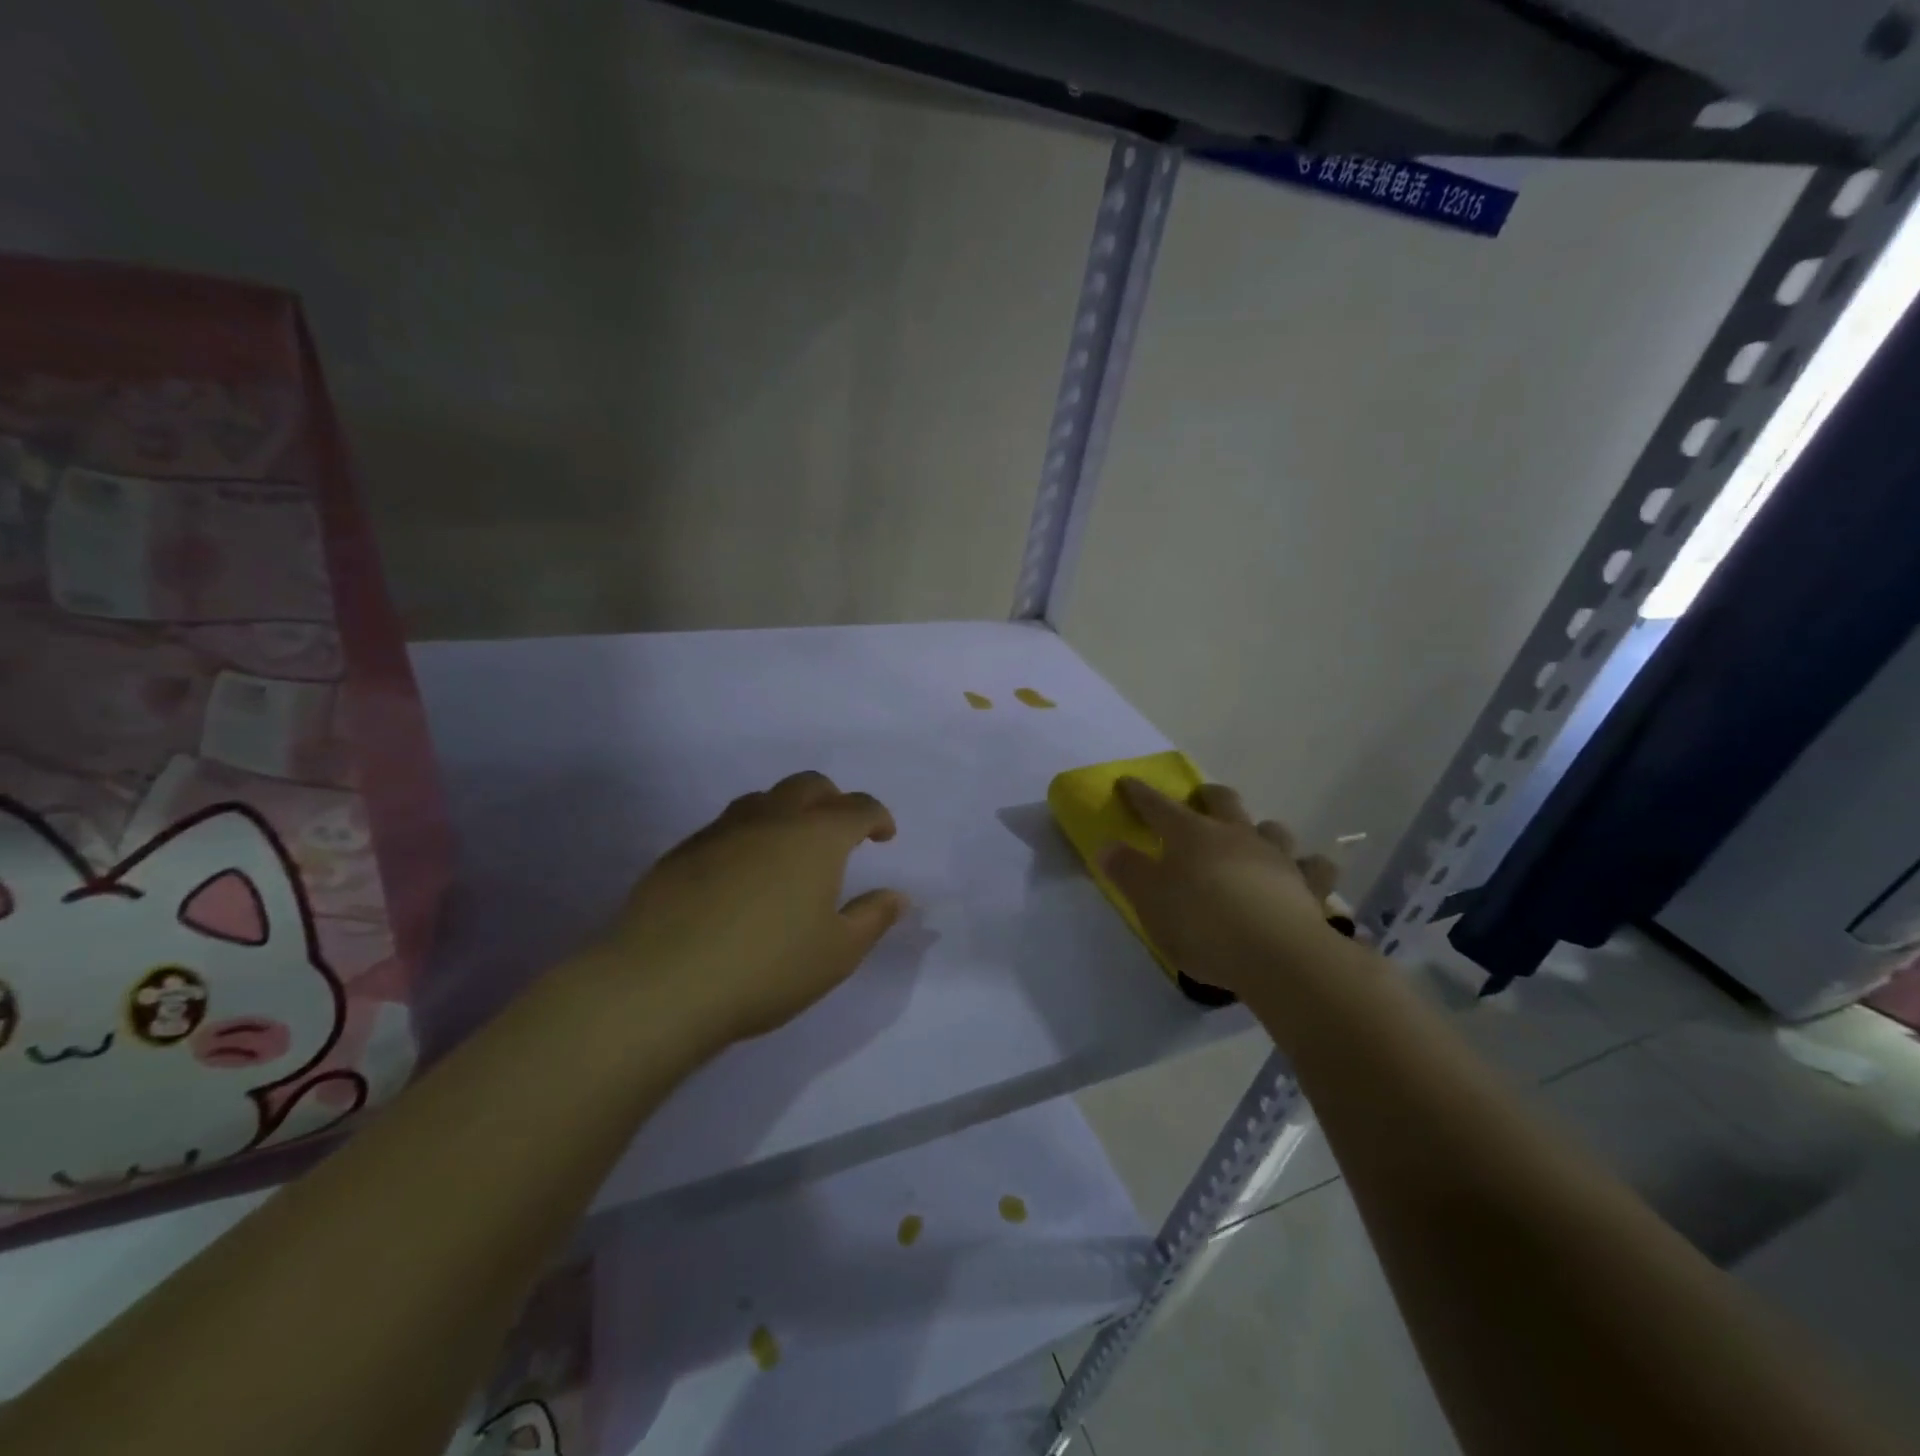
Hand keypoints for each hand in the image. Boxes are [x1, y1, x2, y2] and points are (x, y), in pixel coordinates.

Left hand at [587, 771, 906, 1051]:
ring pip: (763, 799)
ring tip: (789, 847)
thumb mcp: (837, 953)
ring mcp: (721, 831)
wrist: (663, 984)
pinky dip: (747, 835)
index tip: (884, 836)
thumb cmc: (767, 968)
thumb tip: (897, 895)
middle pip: (809, 785)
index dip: (878, 817)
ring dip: (786, 811)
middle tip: (840, 830)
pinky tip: (741, 873)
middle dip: (833, 800)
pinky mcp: (682, 852)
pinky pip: (725, 827)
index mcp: (816, 837)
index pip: (858, 807)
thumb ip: (872, 918)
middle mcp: (771, 819)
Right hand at [1103, 778, 1341, 999]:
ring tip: (1256, 838)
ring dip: (1261, 829)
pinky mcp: (1309, 887)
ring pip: (1272, 828)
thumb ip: (1127, 871)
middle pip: (1223, 801)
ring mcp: (1278, 858)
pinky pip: (1315, 870)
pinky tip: (1307, 876)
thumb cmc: (1202, 924)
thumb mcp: (1149, 901)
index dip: (1140, 794)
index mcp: (1191, 835)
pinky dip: (1309, 869)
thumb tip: (1107, 846)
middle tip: (1201, 798)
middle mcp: (1235, 835)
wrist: (1278, 956)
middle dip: (1209, 796)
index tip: (1127, 782)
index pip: (1158, 806)